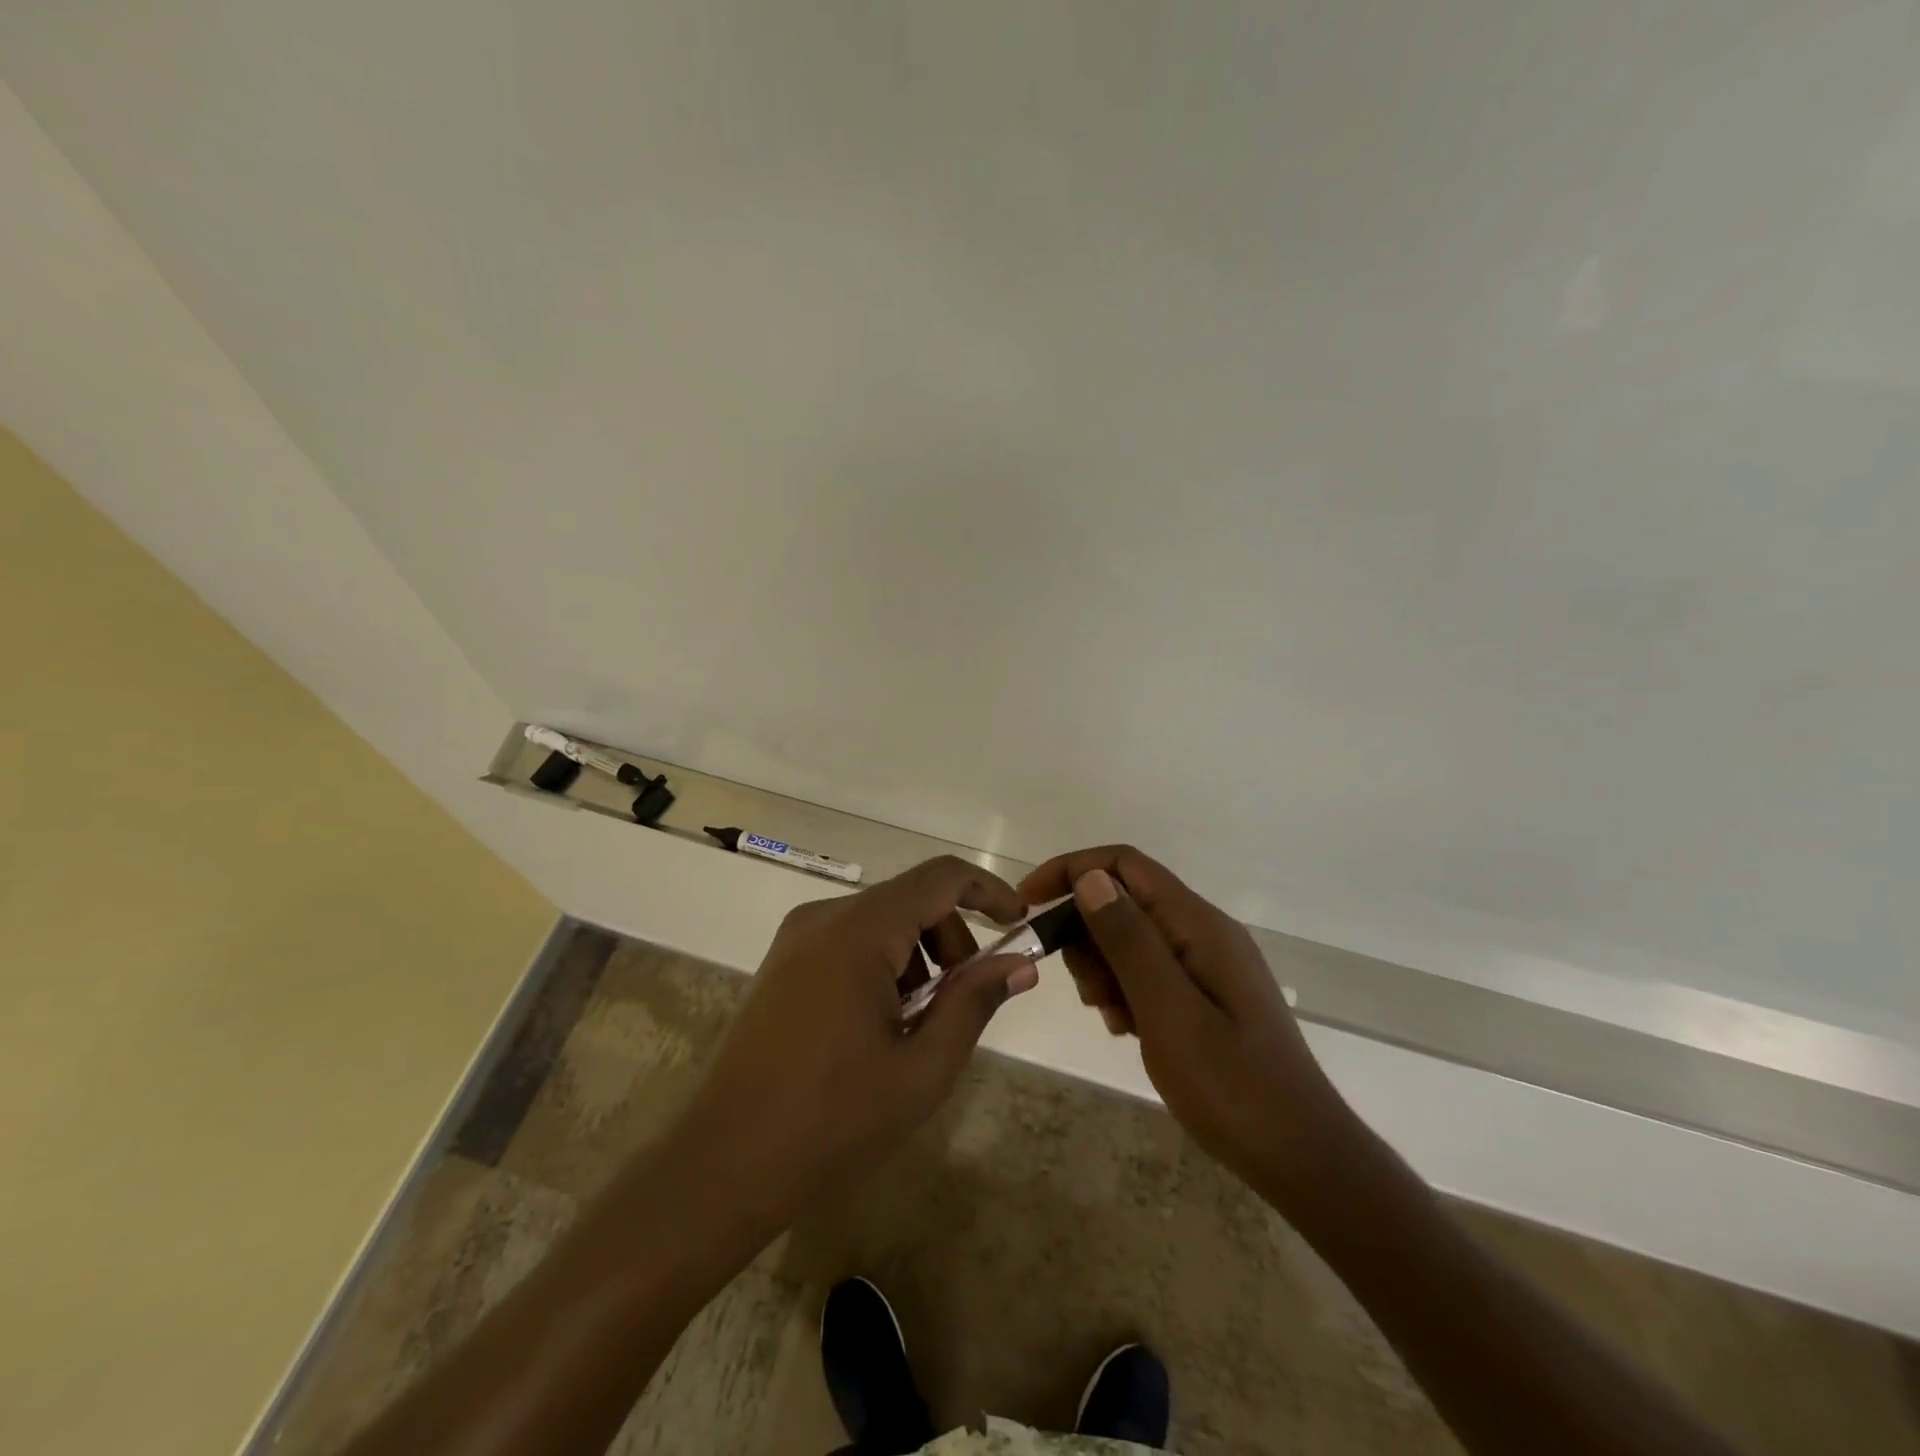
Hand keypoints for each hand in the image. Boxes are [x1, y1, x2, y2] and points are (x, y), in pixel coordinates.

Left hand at [668, 856, 1036, 1239]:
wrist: (721, 1166)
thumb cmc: (831, 1121)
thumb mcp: (922, 1068)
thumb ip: (974, 1002)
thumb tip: (1020, 962)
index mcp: (858, 930)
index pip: (940, 877)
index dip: (988, 891)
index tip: (1020, 925)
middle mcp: (823, 917)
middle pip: (910, 900)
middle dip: (951, 940)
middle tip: (962, 1003)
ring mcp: (795, 939)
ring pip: (881, 922)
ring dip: (917, 958)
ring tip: (916, 1028)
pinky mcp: (782, 964)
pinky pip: (849, 942)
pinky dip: (883, 967)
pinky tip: (878, 1028)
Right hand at [1020, 846, 1356, 1209]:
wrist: (1303, 1158)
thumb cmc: (1233, 1088)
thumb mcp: (1168, 1012)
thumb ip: (1129, 940)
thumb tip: (1091, 877)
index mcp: (1198, 925)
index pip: (1124, 865)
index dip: (1072, 871)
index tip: (1029, 906)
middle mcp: (1204, 932)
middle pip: (1126, 901)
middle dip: (1088, 935)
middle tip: (1088, 993)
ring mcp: (1209, 964)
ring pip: (1133, 938)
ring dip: (1105, 968)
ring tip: (1112, 1019)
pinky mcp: (1208, 995)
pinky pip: (1151, 972)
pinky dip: (1127, 991)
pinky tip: (1130, 1030)